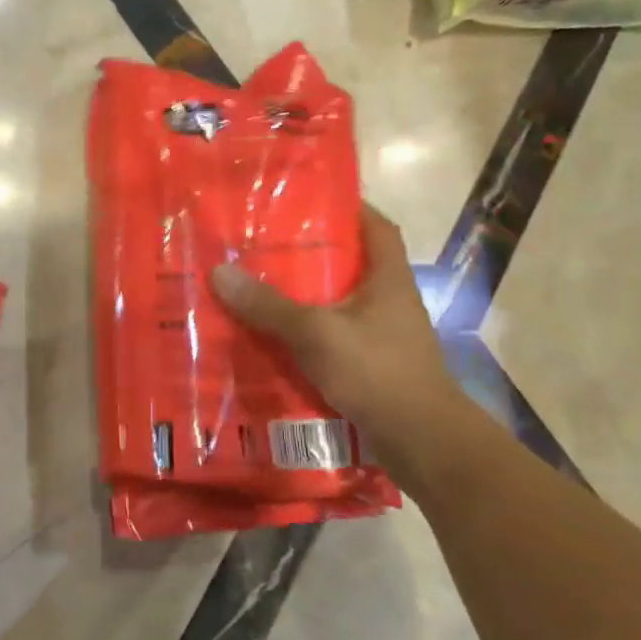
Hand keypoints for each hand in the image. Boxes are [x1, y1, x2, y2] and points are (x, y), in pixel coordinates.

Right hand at [210, 205, 468, 486]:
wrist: (421, 441)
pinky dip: (305, 336)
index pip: (376, 226)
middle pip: (349, 265)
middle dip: (310, 254)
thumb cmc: (377, 371)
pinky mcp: (372, 367)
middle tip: (264, 244)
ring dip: (303, 297)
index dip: (350, 206)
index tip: (311, 197)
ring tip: (258, 287)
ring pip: (336, 305)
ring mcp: (382, 336)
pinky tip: (272, 338)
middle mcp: (388, 301)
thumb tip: (219, 272)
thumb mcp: (316, 333)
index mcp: (387, 279)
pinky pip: (332, 339)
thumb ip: (269, 305)